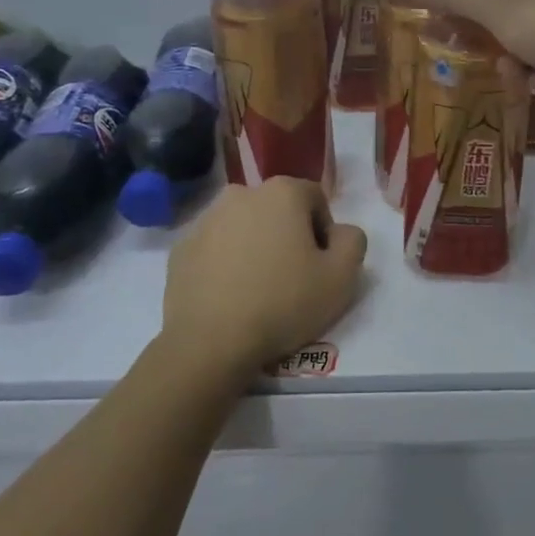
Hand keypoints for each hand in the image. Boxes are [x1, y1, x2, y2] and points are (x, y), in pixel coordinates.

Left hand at [159, 178, 367, 385]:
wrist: (211, 342)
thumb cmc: (284, 302)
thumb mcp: (342, 277)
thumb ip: (353, 241)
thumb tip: (340, 232)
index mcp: (282, 192)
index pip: (315, 199)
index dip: (324, 232)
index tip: (320, 266)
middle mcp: (241, 194)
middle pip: (277, 210)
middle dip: (288, 236)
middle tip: (293, 278)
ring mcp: (205, 221)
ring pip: (244, 228)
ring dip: (255, 247)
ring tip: (259, 290)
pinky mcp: (181, 249)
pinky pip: (215, 249)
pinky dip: (226, 264)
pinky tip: (231, 297)